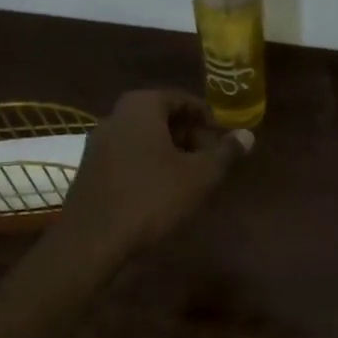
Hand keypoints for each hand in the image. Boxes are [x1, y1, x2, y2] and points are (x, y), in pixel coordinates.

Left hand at [60, 90, 251, 260]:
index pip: (181, 99)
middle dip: (188, 135)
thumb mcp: (199, 176)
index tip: (222, 140)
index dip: (206, 118)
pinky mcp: (90, 169)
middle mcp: (115, 116)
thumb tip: (247, 135)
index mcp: (141, 107)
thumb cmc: (152, 198)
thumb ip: (225, 153)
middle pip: (160, 116)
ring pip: (143, 138)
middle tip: (209, 160)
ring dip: (169, 152)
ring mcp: (97, 143)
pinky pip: (127, 156)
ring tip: (190, 178)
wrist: (93, 239)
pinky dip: (148, 165)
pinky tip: (161, 192)